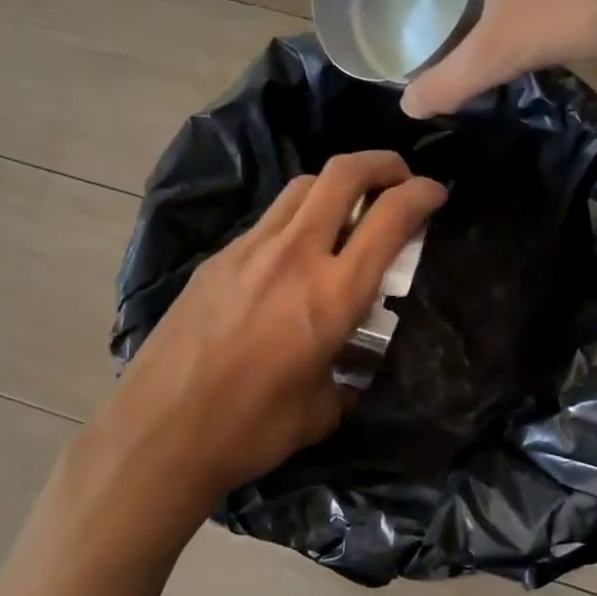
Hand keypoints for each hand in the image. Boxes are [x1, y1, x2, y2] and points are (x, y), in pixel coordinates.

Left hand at [97, 151, 445, 503]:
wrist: (160, 431)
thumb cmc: (251, 429)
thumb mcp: (322, 410)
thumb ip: (348, 378)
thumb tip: (351, 368)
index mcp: (333, 294)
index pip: (389, 217)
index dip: (421, 194)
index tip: (436, 194)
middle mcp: (294, 255)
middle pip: (342, 173)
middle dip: (381, 163)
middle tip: (398, 178)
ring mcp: (249, 250)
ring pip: (301, 188)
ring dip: (335, 186)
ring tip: (348, 211)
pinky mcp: (217, 259)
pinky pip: (269, 220)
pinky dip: (297, 218)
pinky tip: (296, 254)